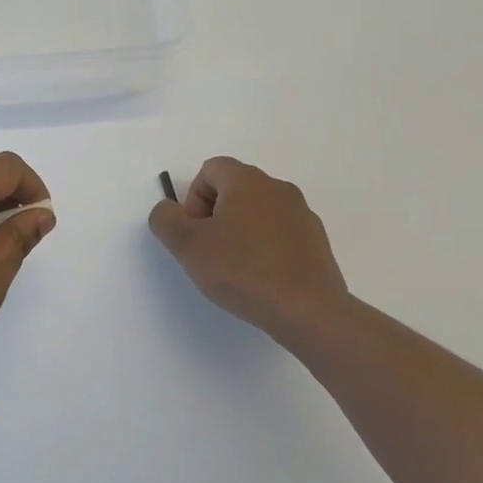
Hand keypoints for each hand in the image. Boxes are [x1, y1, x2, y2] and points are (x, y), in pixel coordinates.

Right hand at [148, 157, 348, 340]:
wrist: (309, 312)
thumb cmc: (242, 270)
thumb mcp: (187, 245)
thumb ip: (165, 219)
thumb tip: (169, 211)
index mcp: (247, 180)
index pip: (210, 170)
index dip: (193, 199)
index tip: (196, 233)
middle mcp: (278, 188)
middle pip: (234, 189)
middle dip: (215, 216)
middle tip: (210, 251)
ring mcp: (302, 215)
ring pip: (257, 213)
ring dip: (240, 232)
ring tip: (236, 270)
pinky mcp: (317, 243)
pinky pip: (280, 234)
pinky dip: (265, 249)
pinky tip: (262, 279)